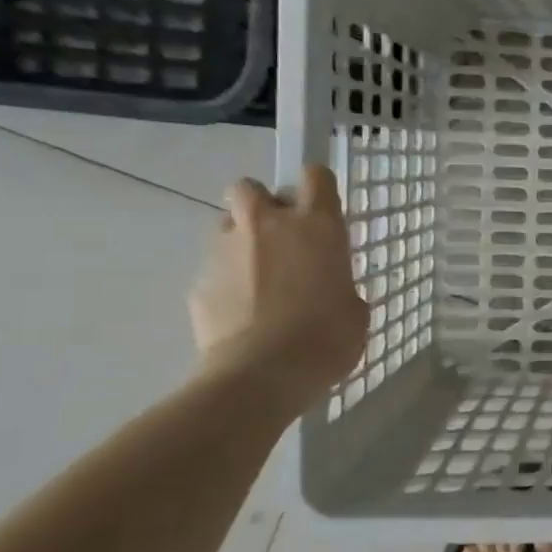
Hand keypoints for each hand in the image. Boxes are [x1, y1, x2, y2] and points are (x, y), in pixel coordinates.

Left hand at [189, 167, 369, 406]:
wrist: (261, 374)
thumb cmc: (326, 338)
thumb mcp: (354, 309)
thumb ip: (339, 284)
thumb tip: (327, 289)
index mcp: (316, 226)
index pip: (315, 176)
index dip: (317, 188)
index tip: (321, 208)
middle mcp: (267, 225)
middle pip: (250, 187)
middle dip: (261, 204)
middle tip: (279, 237)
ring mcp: (225, 251)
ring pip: (226, 226)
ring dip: (241, 242)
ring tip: (258, 279)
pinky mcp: (198, 282)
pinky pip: (213, 269)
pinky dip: (226, 282)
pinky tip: (241, 314)